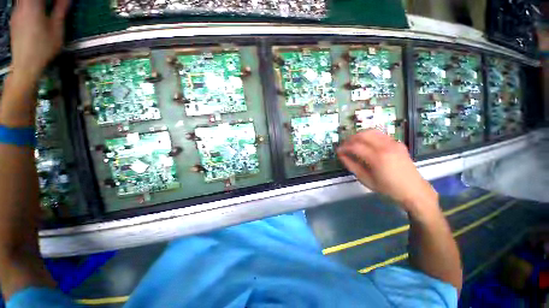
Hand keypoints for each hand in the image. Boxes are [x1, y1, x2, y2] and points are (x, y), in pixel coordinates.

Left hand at [9, 0, 69, 84]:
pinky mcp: (15, 20)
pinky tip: (37, 13)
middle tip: (55, 4)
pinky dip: (31, 6)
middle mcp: (22, 6)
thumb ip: (60, 11)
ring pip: (25, 1)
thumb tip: (67, 0)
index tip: (62, 1)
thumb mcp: (56, 29)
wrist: (25, 65)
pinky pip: (22, 6)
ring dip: (37, 4)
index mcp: (33, 5)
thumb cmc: (42, 49)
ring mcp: (16, 13)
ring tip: (46, 8)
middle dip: (44, 2)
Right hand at [337, 130, 437, 212]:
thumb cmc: (388, 189)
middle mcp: (386, 146)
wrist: (414, 191)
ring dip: (359, 135)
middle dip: (350, 139)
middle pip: (363, 135)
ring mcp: (393, 143)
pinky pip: (380, 135)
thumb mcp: (366, 179)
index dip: (344, 147)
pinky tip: (366, 144)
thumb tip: (341, 155)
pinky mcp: (398, 143)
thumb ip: (351, 165)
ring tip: (353, 143)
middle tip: (344, 146)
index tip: (338, 151)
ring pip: (371, 131)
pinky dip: (369, 136)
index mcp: (377, 158)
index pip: (355, 146)